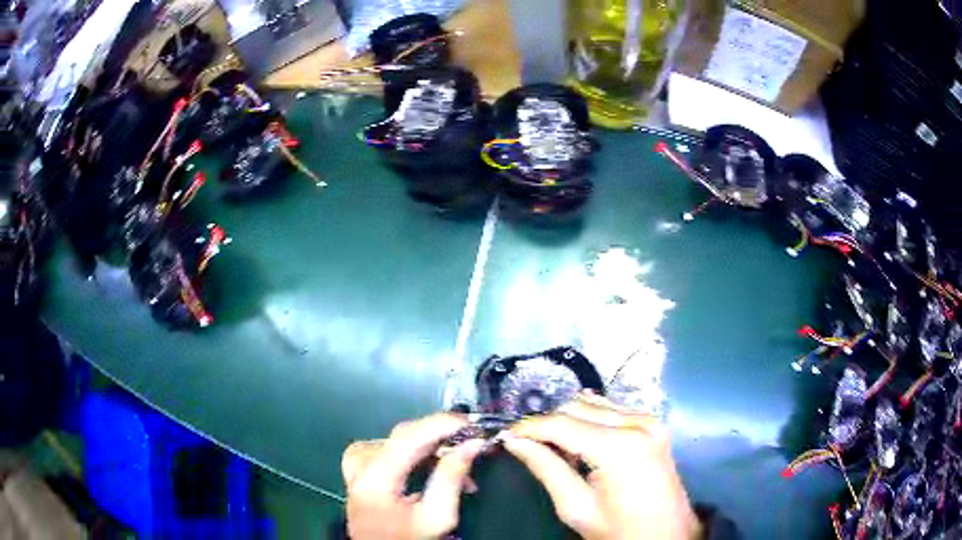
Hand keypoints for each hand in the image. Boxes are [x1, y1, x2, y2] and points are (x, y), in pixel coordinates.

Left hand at [342, 413, 484, 538]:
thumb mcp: (437, 517)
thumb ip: (451, 478)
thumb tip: (472, 445)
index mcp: (374, 477)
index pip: (409, 435)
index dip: (441, 423)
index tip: (472, 422)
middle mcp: (359, 464)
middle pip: (403, 435)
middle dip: (441, 437)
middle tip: (471, 444)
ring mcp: (355, 464)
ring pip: (398, 440)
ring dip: (430, 448)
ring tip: (456, 466)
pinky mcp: (358, 468)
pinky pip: (388, 447)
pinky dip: (414, 452)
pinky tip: (429, 464)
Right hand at [503, 392, 701, 539]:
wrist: (667, 535)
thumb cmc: (619, 530)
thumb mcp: (576, 507)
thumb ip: (545, 468)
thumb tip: (514, 441)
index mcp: (618, 447)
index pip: (561, 424)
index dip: (528, 427)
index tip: (505, 435)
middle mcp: (637, 423)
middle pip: (577, 406)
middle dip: (548, 423)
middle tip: (527, 445)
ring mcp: (650, 420)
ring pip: (594, 403)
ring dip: (569, 419)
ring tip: (555, 446)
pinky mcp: (654, 423)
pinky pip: (613, 409)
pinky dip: (591, 419)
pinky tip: (582, 441)